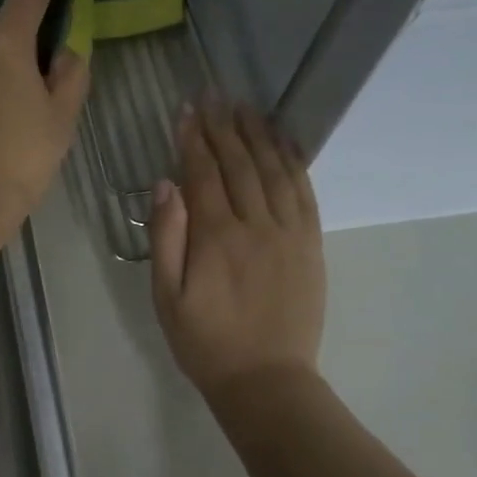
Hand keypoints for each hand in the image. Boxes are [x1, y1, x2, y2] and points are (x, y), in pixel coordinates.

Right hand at [149, 98, 325, 401]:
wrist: (267, 380)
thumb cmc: (205, 343)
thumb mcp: (167, 298)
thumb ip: (166, 239)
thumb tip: (166, 185)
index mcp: (216, 237)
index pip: (203, 174)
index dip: (193, 139)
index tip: (186, 110)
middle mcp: (256, 225)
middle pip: (239, 164)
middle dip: (224, 128)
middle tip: (214, 96)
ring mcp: (290, 233)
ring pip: (275, 171)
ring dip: (259, 135)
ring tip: (246, 108)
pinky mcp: (311, 245)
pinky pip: (305, 192)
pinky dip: (295, 162)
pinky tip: (285, 143)